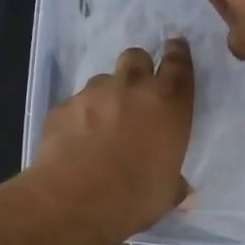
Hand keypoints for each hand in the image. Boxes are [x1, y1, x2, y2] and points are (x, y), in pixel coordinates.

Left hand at [35, 37, 194, 237]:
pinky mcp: (62, 106)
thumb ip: (174, 183)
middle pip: (137, 57)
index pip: (178, 64)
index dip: (178, 52)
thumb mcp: (166, 193)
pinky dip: (79, 116)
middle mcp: (132, 89)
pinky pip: (75, 104)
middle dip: (139, 67)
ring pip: (103, 80)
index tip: (176, 45)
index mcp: (168, 104)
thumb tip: (182, 190)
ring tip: (102, 124)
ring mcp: (93, 93)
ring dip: (107, 95)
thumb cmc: (134, 197)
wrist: (75, 199)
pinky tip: (76, 141)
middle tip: (137, 90)